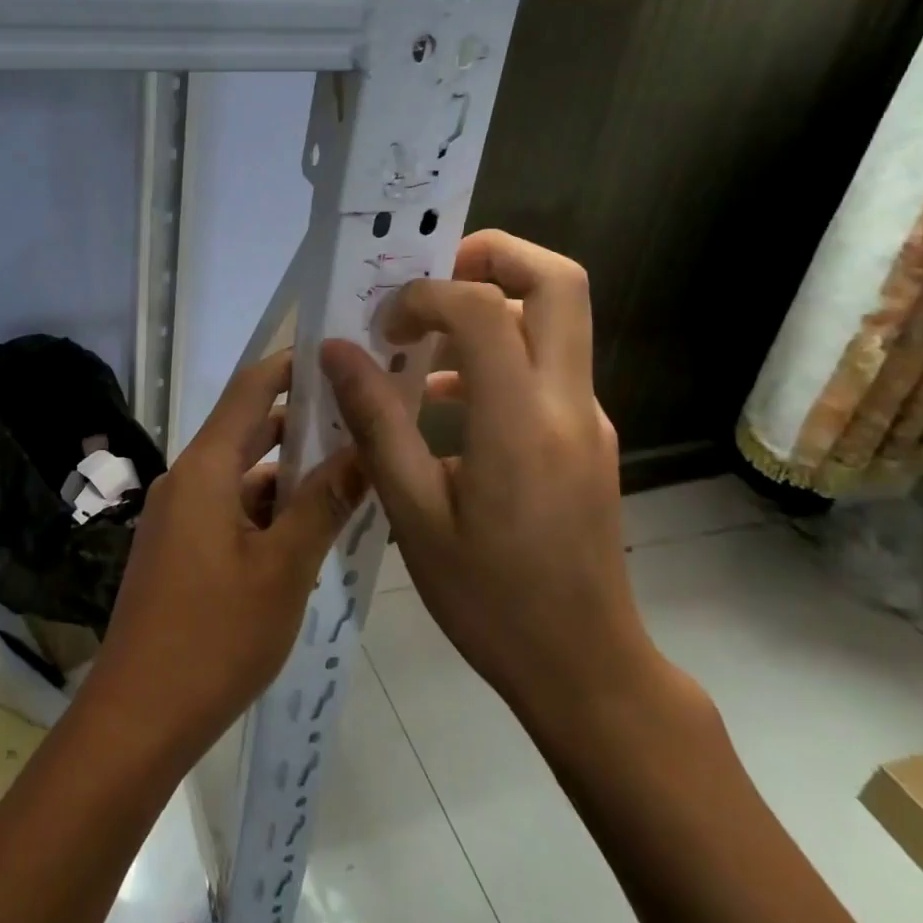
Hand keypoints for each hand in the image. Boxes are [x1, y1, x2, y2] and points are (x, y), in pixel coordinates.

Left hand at [82, 349, 365, 768]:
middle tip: (362, 415)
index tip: (338, 352)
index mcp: (204, 469)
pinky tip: (312, 529)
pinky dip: (269, 510)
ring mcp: (180, 516)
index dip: (291, 365)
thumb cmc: (214, 637)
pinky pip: (231, 510)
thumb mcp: (283, 570)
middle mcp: (187, 480)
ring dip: (290, 474)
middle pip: (248, 430)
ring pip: (243, 476)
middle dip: (302, 422)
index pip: (250, 390)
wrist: (139, 716)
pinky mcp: (181, 548)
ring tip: (353, 472)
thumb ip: (323, 505)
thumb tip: (364, 449)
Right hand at [320, 231, 658, 730]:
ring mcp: (585, 417)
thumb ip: (376, 423)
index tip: (384, 325)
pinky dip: (496, 354)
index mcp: (521, 423)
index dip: (427, 294)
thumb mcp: (413, 514)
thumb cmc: (490, 599)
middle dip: (492, 255)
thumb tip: (336, 351)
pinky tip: (440, 402)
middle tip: (429, 276)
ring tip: (418, 341)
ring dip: (490, 306)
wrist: (585, 668)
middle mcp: (568, 403)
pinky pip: (544, 365)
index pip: (484, 309)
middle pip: (559, 281)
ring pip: (556, 319)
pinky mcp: (586, 436)